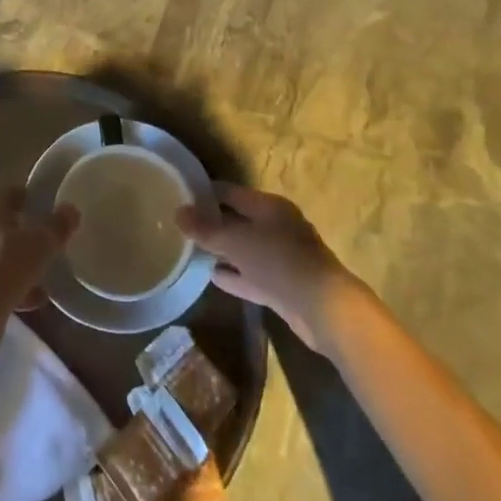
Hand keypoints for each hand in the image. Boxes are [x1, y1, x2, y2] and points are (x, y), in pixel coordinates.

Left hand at [0, 186, 78, 346]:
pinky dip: (22, 288)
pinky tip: (40, 297)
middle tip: (54, 235)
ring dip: (27, 261)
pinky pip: (6, 282)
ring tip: (51, 268)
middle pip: (9, 224)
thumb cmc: (7, 265)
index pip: (12, 193)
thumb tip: (71, 209)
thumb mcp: (41, 242)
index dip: (29, 195)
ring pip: (8, 255)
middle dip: (30, 230)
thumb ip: (57, 225)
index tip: (49, 201)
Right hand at [177, 184, 366, 352]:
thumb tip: (177, 212)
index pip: (230, 192)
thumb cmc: (278, 261)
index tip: (180, 196)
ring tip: (191, 250)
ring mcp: (281, 257)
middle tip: (182, 226)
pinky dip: (234, 274)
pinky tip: (212, 276)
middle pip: (238, 219)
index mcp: (269, 206)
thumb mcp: (235, 241)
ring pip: (244, 249)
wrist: (323, 308)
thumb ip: (205, 229)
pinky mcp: (283, 285)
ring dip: (222, 250)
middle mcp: (277, 226)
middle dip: (212, 222)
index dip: (205, 193)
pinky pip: (251, 274)